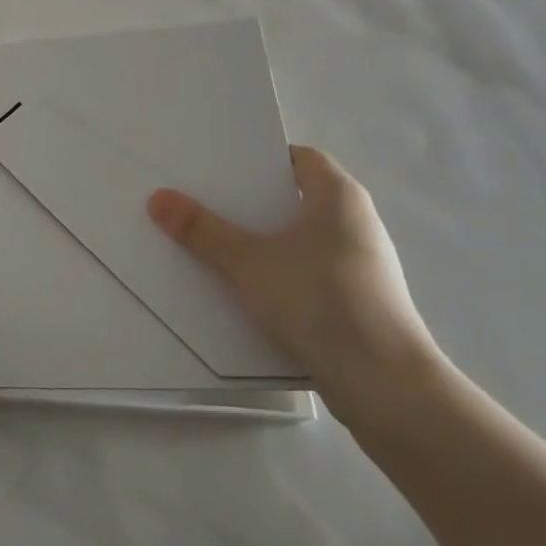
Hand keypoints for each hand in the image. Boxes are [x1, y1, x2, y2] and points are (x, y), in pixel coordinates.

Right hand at [147, 146, 442, 400]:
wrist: (386, 387)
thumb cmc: (319, 301)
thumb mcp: (247, 262)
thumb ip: (202, 230)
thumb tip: (158, 198)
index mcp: (339, 197)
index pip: (298, 158)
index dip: (259, 158)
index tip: (219, 167)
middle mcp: (357, 223)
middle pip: (294, 199)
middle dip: (250, 202)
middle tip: (203, 201)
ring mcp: (361, 266)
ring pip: (300, 240)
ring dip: (262, 242)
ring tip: (214, 244)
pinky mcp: (358, 303)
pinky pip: (308, 273)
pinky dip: (279, 274)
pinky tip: (246, 290)